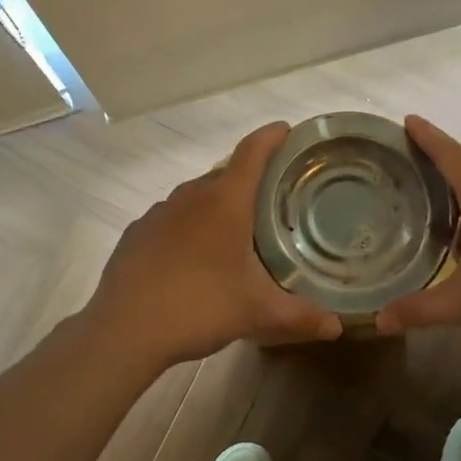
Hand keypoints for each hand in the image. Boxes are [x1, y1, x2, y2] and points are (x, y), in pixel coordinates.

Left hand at [80, 122, 344, 369]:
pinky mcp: (138, 232)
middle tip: (274, 199)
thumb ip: (300, 315)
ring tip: (236, 230)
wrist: (124, 330)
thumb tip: (337, 327)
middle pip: (226, 173)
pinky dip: (189, 225)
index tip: (287, 130)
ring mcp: (159, 212)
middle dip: (250, 179)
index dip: (271, 137)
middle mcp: (191, 196)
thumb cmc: (198, 307)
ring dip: (218, 204)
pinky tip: (194, 256)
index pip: (252, 152)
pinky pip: (172, 217)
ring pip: (197, 196)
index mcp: (224, 202)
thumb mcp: (256, 312)